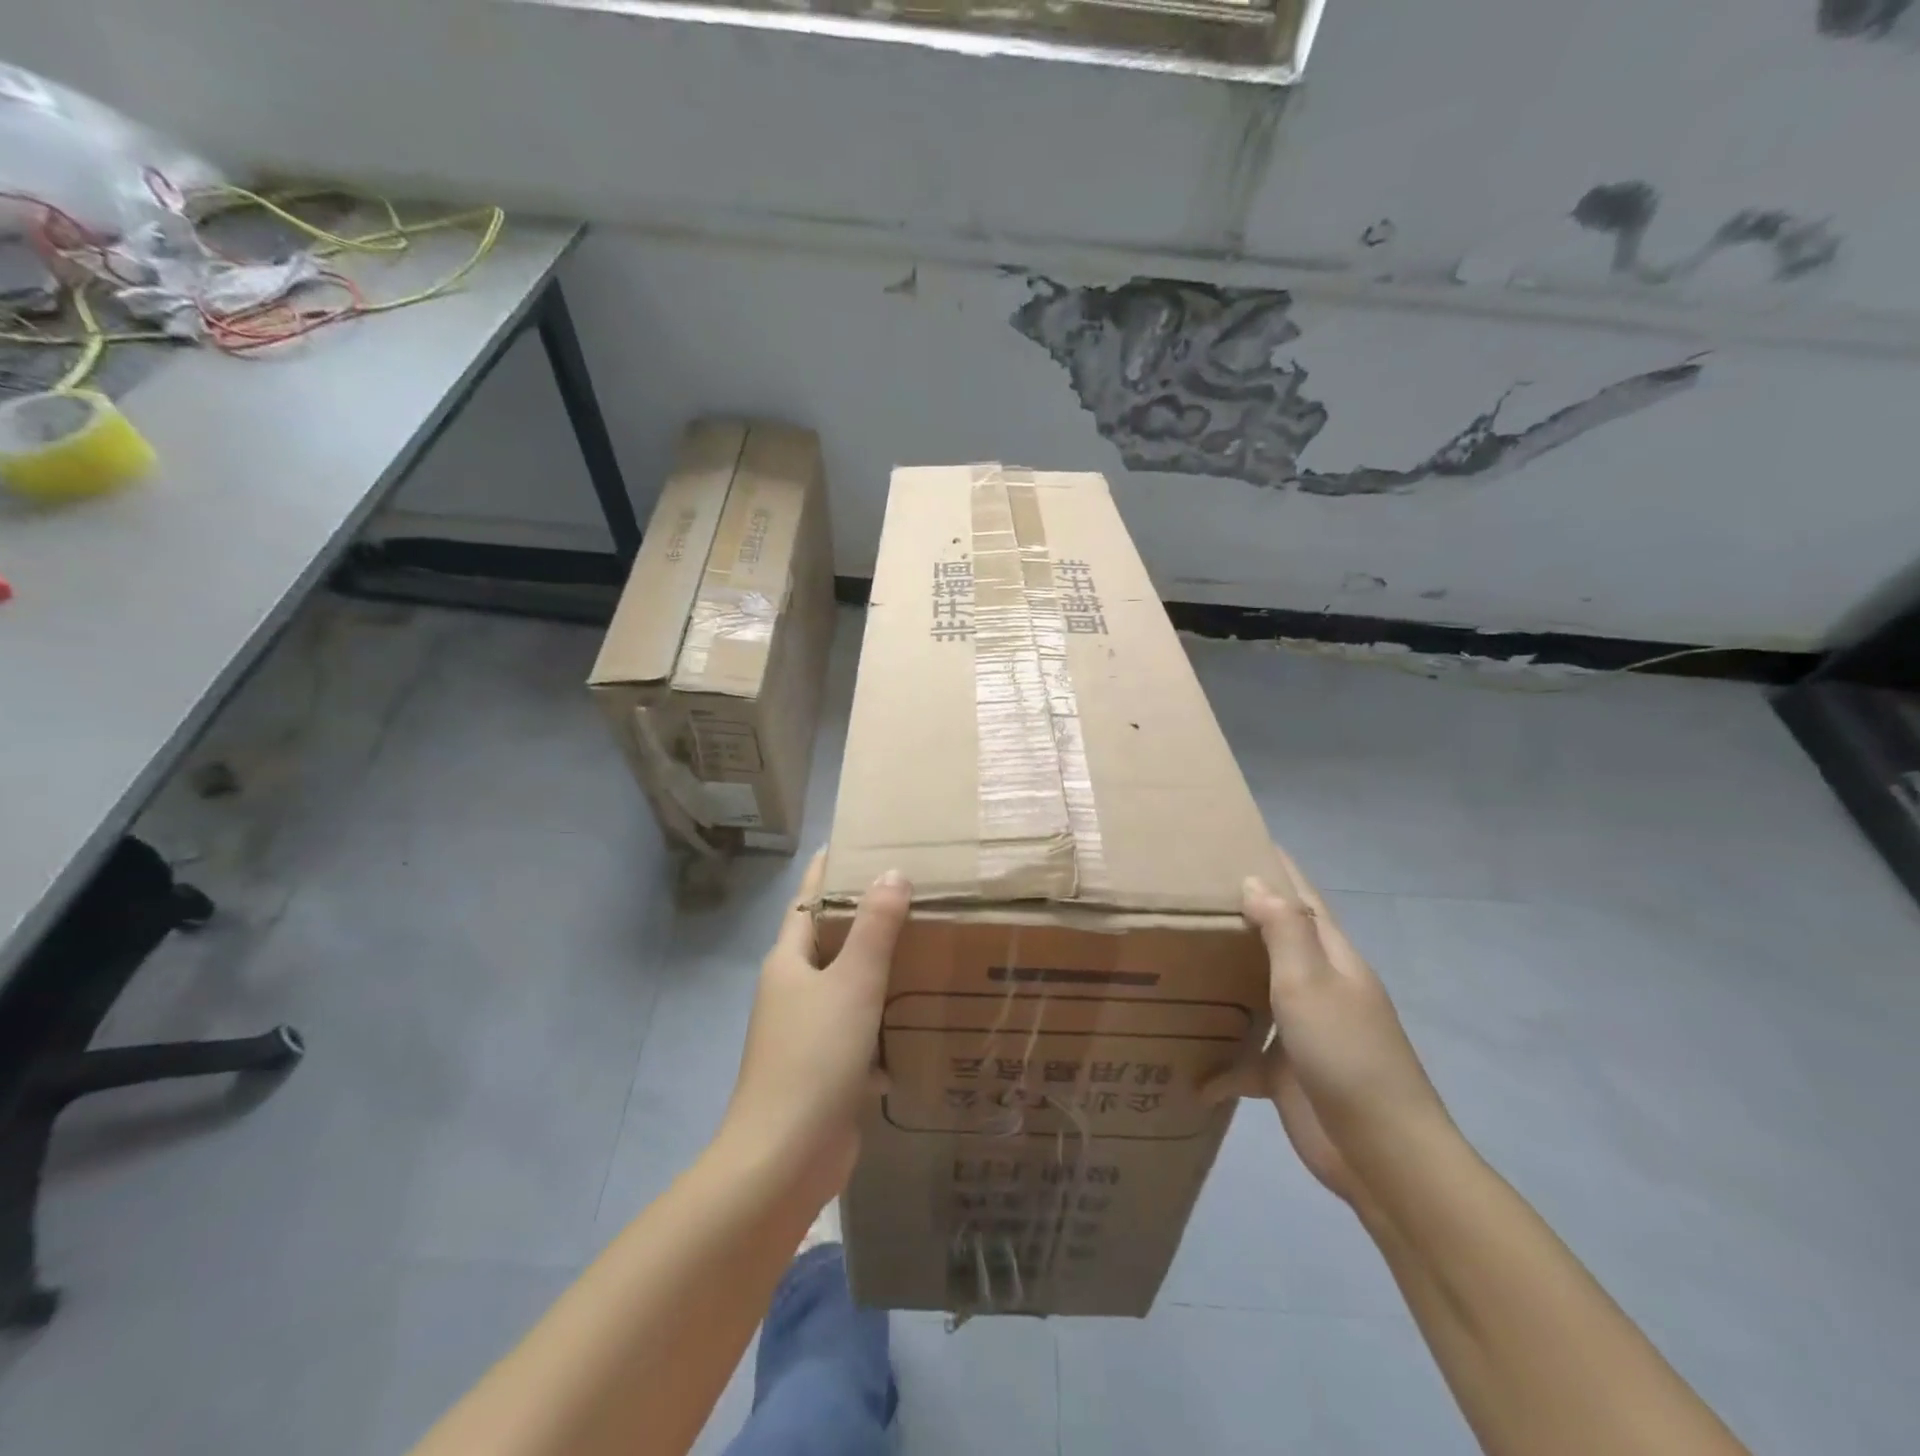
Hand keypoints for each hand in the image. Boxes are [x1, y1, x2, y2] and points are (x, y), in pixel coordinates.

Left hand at [722, 852, 910, 1209]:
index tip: (855, 842)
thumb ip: (874, 929)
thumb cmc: (813, 1057)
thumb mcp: (851, 983)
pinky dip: (887, 1019)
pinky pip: (861, 1029)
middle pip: (831, 941)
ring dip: (881, 969)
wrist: (786, 1158)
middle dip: (866, 917)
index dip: (828, 871)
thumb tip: (891, 874)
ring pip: (849, 986)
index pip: (808, 900)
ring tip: (927, 944)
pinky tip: (923, 1014)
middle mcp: (794, 991)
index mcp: (789, 961)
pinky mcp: (827, 1069)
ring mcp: (808, 1033)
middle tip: (913, 891)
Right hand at [1205, 847, 1448, 1210]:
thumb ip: (1282, 929)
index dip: (1278, 869)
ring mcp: (1304, 1032)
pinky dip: (1220, 1063)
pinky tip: (1190, 1072)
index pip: (1303, 900)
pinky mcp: (1287, 1073)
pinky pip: (1246, 1057)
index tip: (1241, 840)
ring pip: (1256, 993)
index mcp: (1332, 959)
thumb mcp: (1310, 982)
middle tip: (1187, 895)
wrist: (1381, 1153)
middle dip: (1240, 917)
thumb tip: (1254, 881)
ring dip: (1223, 981)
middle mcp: (1319, 987)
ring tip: (1176, 960)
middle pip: (1276, 941)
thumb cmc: (1346, 1053)